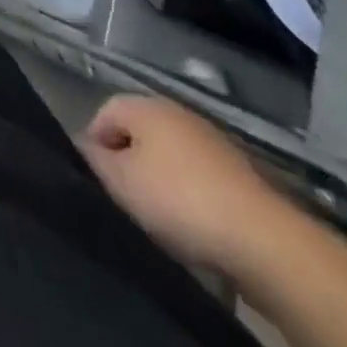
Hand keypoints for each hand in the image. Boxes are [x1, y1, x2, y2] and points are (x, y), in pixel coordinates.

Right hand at [80, 94, 291, 273]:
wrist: (265, 241)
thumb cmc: (179, 200)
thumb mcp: (120, 181)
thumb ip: (93, 159)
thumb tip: (81, 145)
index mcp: (145, 104)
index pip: (103, 113)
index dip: (94, 145)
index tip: (96, 180)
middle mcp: (177, 111)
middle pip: (138, 132)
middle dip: (128, 161)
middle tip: (125, 198)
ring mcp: (213, 141)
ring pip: (170, 155)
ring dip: (161, 179)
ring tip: (159, 216)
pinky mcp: (241, 173)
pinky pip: (200, 177)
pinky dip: (191, 193)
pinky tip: (194, 223)